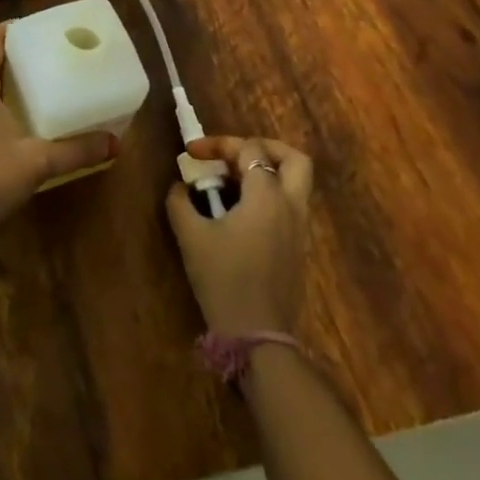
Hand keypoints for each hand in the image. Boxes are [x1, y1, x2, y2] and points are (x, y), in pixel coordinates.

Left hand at [0, 23, 115, 251]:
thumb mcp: (36, 162)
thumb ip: (76, 150)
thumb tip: (115, 143)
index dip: (16, 28)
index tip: (46, 30)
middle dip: (21, 54)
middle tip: (57, 55)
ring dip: (13, 80)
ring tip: (50, 82)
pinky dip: (5, 101)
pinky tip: (31, 116)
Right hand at [166, 136, 314, 333]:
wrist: (257, 335)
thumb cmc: (224, 278)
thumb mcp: (191, 236)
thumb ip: (180, 201)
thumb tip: (180, 186)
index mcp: (267, 195)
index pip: (251, 149)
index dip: (219, 144)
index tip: (191, 154)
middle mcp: (291, 206)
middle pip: (293, 159)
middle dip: (264, 148)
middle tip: (233, 155)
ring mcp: (299, 229)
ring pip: (294, 184)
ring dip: (264, 173)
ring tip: (229, 183)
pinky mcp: (297, 249)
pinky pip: (288, 207)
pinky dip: (267, 197)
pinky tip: (238, 213)